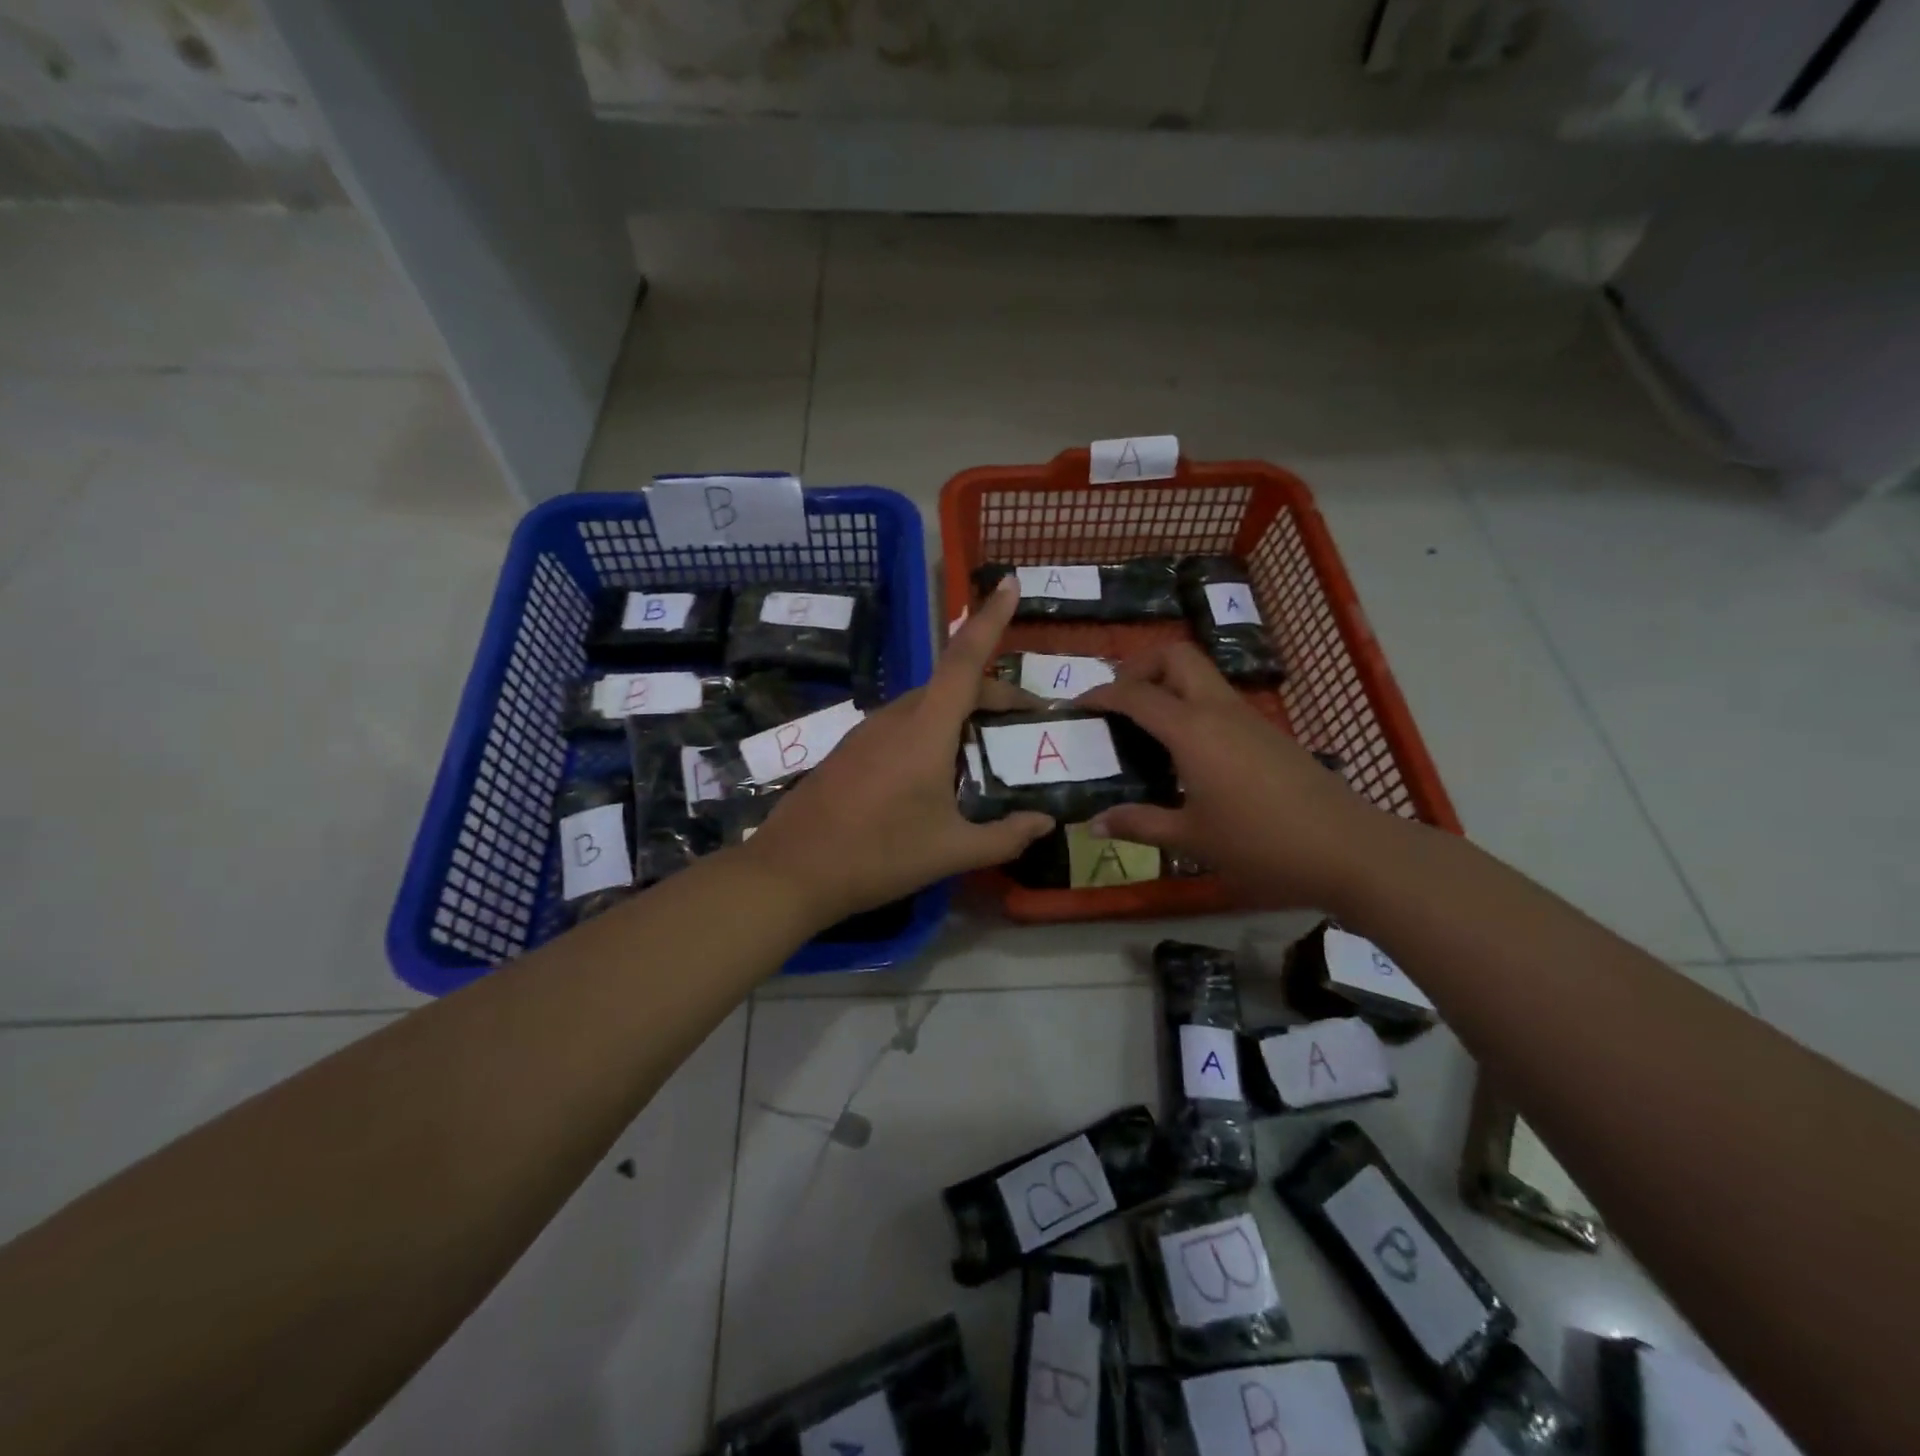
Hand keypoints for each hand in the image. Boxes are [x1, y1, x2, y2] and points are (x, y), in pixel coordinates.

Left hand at [740, 578, 1054, 926]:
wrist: (792, 872)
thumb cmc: (878, 856)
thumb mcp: (951, 851)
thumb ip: (1005, 836)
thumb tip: (1044, 822)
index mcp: (925, 729)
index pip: (965, 659)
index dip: (991, 619)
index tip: (1009, 582)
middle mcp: (896, 717)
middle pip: (953, 683)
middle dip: (995, 692)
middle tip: (1026, 724)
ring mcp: (868, 731)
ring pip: (927, 703)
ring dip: (963, 712)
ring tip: (988, 750)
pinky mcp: (851, 749)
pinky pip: (904, 724)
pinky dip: (934, 729)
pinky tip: (939, 772)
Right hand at [1078, 643, 1385, 909]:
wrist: (1348, 848)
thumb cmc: (1261, 844)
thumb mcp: (1191, 839)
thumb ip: (1139, 824)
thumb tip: (1093, 824)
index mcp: (1192, 730)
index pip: (1136, 694)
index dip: (1101, 694)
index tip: (1077, 705)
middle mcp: (1218, 710)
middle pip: (1176, 656)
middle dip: (1140, 666)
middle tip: (1119, 701)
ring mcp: (1248, 718)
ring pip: (1200, 675)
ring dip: (1167, 684)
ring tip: (1144, 727)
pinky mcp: (1267, 733)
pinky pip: (1218, 700)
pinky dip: (1190, 705)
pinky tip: (1186, 751)